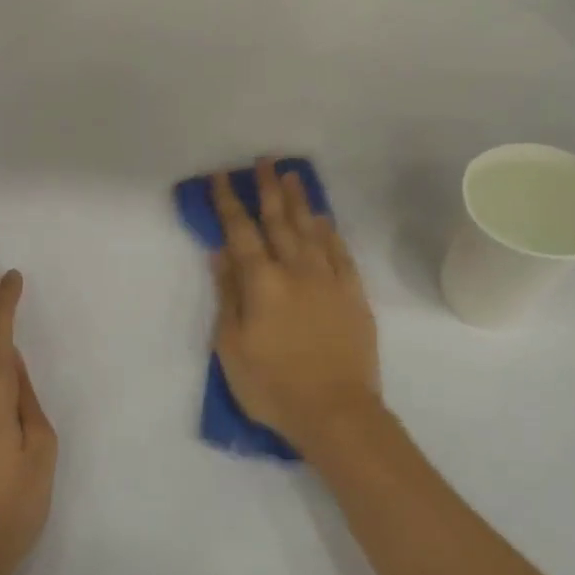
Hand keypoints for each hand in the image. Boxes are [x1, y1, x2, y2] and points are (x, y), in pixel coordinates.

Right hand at [210, 159, 381, 455]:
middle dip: (268, 189)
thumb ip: (228, 296)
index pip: (240, 232)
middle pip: (279, 220)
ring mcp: (329, 280)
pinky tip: (323, 220)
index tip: (221, 177)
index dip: (229, 202)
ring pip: (311, 230)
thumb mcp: (232, 347)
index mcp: (262, 282)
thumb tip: (220, 254)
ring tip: (292, 176)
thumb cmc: (273, 385)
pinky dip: (330, 232)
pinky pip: (340, 253)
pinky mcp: (353, 294)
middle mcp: (296, 270)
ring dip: (299, 201)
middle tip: (264, 161)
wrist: (337, 413)